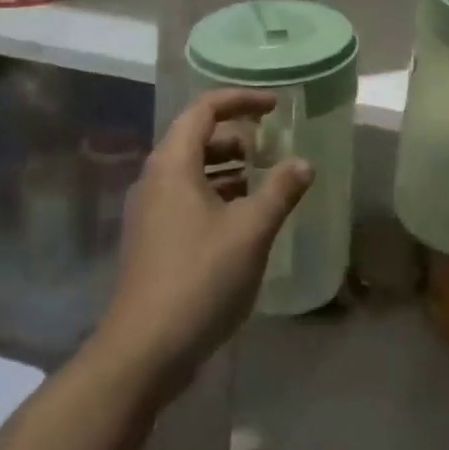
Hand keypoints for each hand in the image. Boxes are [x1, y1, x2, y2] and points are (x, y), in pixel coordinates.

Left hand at [94, 89, 311, 402]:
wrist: (145, 349)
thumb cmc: (200, 277)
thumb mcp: (250, 230)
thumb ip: (280, 190)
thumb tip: (303, 163)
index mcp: (173, 163)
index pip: (205, 109)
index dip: (241, 100)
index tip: (275, 106)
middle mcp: (155, 178)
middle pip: (196, 137)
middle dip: (236, 136)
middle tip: (271, 147)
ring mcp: (149, 210)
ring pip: (191, 170)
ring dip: (227, 167)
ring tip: (263, 179)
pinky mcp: (152, 238)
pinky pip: (186, 197)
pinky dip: (215, 194)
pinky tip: (242, 217)